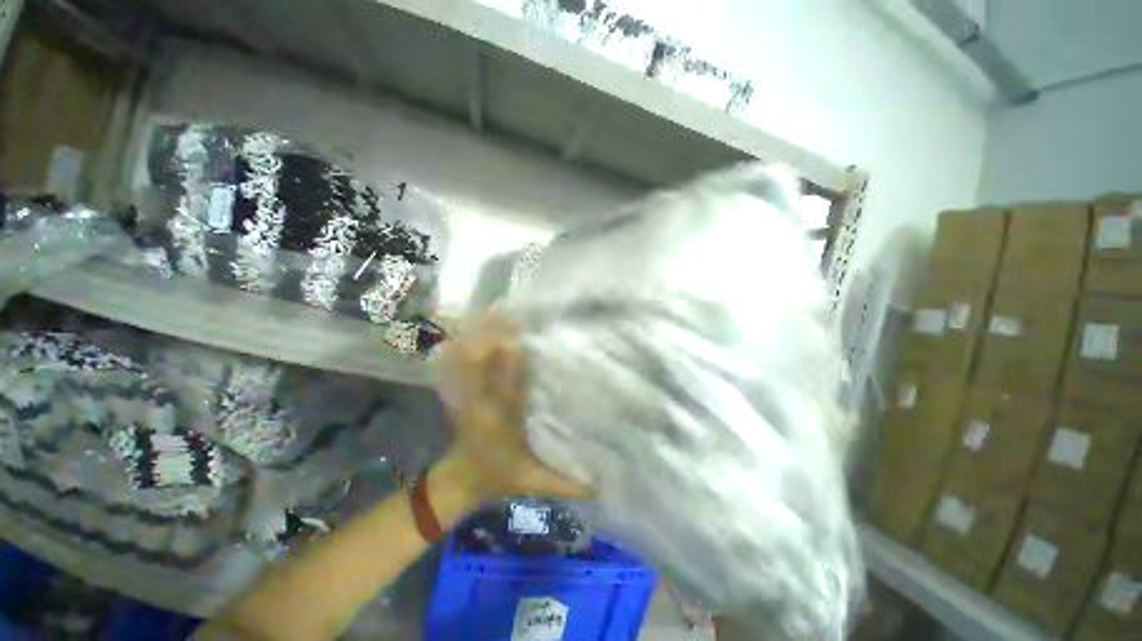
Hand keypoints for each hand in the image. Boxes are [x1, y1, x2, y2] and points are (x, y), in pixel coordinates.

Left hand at [439, 313, 590, 500]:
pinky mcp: (463, 391)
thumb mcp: (535, 484)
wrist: (459, 479)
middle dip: (495, 337)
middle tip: (511, 311)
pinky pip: (464, 362)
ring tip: (497, 310)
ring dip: (482, 335)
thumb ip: (568, 485)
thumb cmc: (499, 478)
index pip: (508, 388)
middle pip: (483, 365)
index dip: (513, 363)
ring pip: (471, 359)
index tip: (524, 338)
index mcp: (501, 422)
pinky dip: (471, 342)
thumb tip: (605, 485)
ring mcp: (468, 395)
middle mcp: (483, 403)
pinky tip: (480, 325)